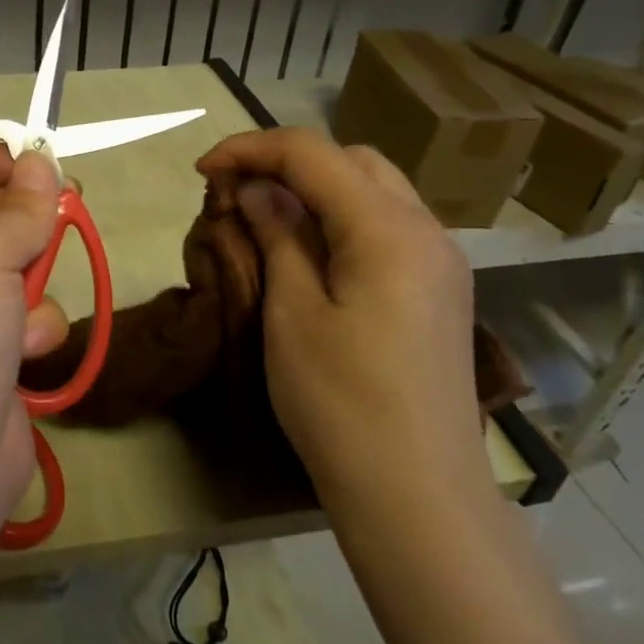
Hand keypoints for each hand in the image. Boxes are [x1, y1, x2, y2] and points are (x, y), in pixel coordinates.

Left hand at [0, 145, 67, 533]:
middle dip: (18, 210)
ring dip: (29, 273)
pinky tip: (28, 348)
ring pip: (6, 264)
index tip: (27, 150)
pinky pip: (20, 314)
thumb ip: (19, 207)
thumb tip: (42, 163)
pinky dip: (31, 325)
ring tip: (32, 288)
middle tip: (66, 196)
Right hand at [195, 129, 487, 519]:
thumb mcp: (292, 313)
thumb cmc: (340, 403)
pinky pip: (387, 226)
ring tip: (265, 215)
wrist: (417, 495)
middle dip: (287, 161)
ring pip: (375, 189)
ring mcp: (440, 262)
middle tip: (235, 190)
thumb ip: (278, 236)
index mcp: (388, 229)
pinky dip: (342, 217)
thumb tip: (259, 189)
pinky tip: (309, 248)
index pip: (313, 154)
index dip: (251, 149)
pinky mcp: (438, 291)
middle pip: (352, 161)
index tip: (203, 170)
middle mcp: (426, 230)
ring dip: (317, 187)